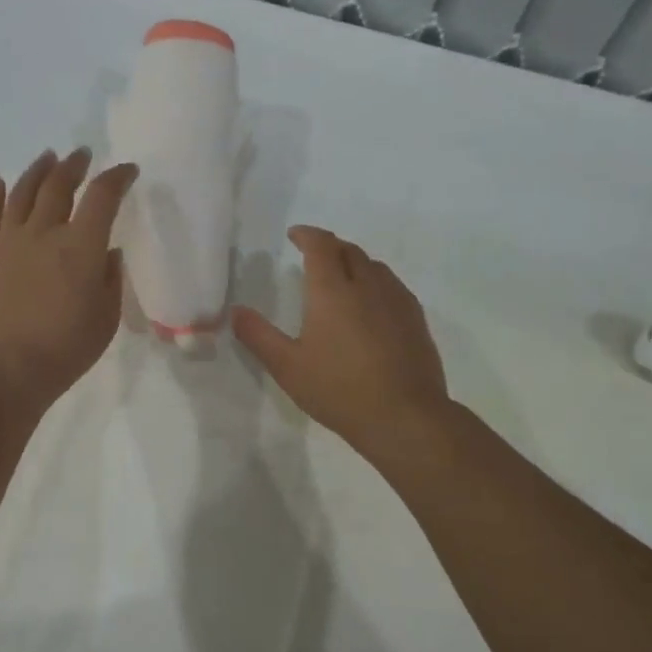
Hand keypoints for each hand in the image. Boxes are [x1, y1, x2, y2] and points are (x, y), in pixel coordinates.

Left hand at [0, 148, 137, 405]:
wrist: (6, 368)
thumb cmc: (66, 348)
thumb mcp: (106, 317)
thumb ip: (110, 278)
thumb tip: (106, 253)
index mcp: (82, 245)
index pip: (103, 196)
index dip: (117, 177)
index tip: (127, 171)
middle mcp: (44, 232)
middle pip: (59, 185)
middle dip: (75, 165)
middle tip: (82, 155)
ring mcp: (8, 241)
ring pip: (23, 192)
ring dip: (38, 170)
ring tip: (47, 157)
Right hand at [232, 226, 451, 456]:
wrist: (404, 417)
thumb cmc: (339, 390)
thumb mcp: (288, 367)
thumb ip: (259, 336)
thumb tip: (236, 311)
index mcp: (332, 290)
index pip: (321, 245)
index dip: (307, 235)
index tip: (295, 235)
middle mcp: (367, 285)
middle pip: (349, 250)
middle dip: (329, 246)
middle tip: (314, 256)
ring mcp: (396, 300)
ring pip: (374, 266)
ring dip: (354, 262)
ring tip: (341, 278)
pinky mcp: (416, 319)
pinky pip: (392, 286)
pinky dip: (375, 282)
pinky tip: (371, 305)